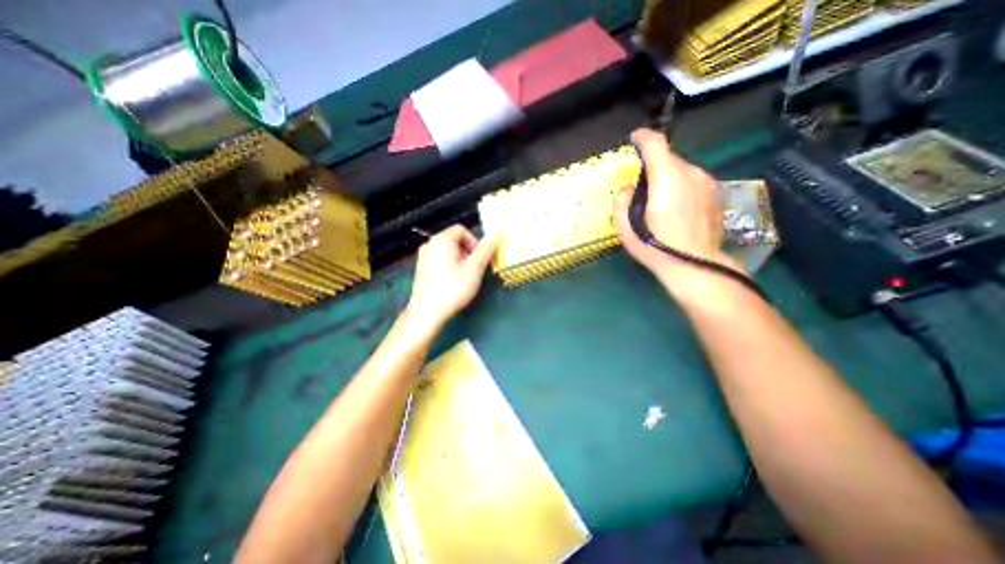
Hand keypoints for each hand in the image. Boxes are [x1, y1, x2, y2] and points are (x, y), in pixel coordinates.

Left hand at [403, 226, 498, 329]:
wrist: (426, 313)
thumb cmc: (452, 289)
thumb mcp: (474, 269)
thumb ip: (485, 250)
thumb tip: (496, 235)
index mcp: (442, 240)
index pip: (461, 230)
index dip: (474, 242)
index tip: (479, 259)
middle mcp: (430, 244)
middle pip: (454, 239)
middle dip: (468, 252)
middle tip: (473, 270)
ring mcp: (423, 257)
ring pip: (447, 251)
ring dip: (460, 260)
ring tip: (464, 278)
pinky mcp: (421, 269)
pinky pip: (440, 259)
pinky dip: (449, 266)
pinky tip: (452, 283)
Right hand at [612, 129, 745, 294]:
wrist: (695, 265)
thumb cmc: (655, 247)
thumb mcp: (625, 229)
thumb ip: (621, 202)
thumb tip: (628, 187)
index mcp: (666, 178)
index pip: (656, 144)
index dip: (643, 137)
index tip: (634, 138)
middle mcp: (690, 173)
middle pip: (669, 158)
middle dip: (654, 166)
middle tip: (643, 187)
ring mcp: (707, 183)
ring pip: (683, 171)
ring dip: (669, 178)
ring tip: (661, 202)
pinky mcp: (716, 195)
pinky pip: (694, 182)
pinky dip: (682, 188)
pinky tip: (677, 210)